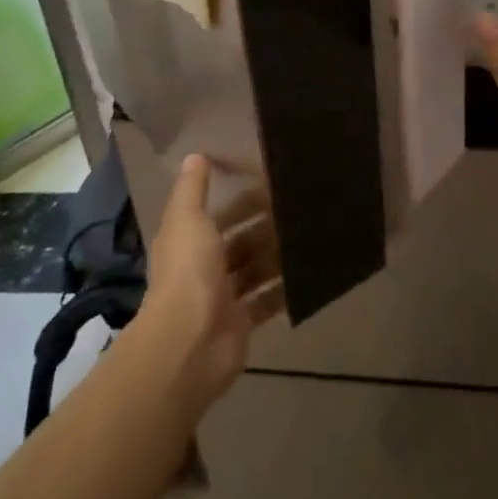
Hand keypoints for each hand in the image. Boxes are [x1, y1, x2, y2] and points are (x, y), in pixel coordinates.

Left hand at [140, 155, 283, 409]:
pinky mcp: (242, 322)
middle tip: (299, 209)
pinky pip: (267, 301)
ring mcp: (223, 297)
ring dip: (276, 256)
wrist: (190, 342)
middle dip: (264, 227)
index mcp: (188, 241)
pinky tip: (308, 274)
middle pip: (239, 242)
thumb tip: (194, 155)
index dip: (241, 200)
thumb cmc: (189, 271)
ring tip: (310, 236)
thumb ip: (192, 188)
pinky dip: (284, 290)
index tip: (272, 185)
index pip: (217, 214)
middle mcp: (204, 267)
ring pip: (255, 269)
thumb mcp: (187, 219)